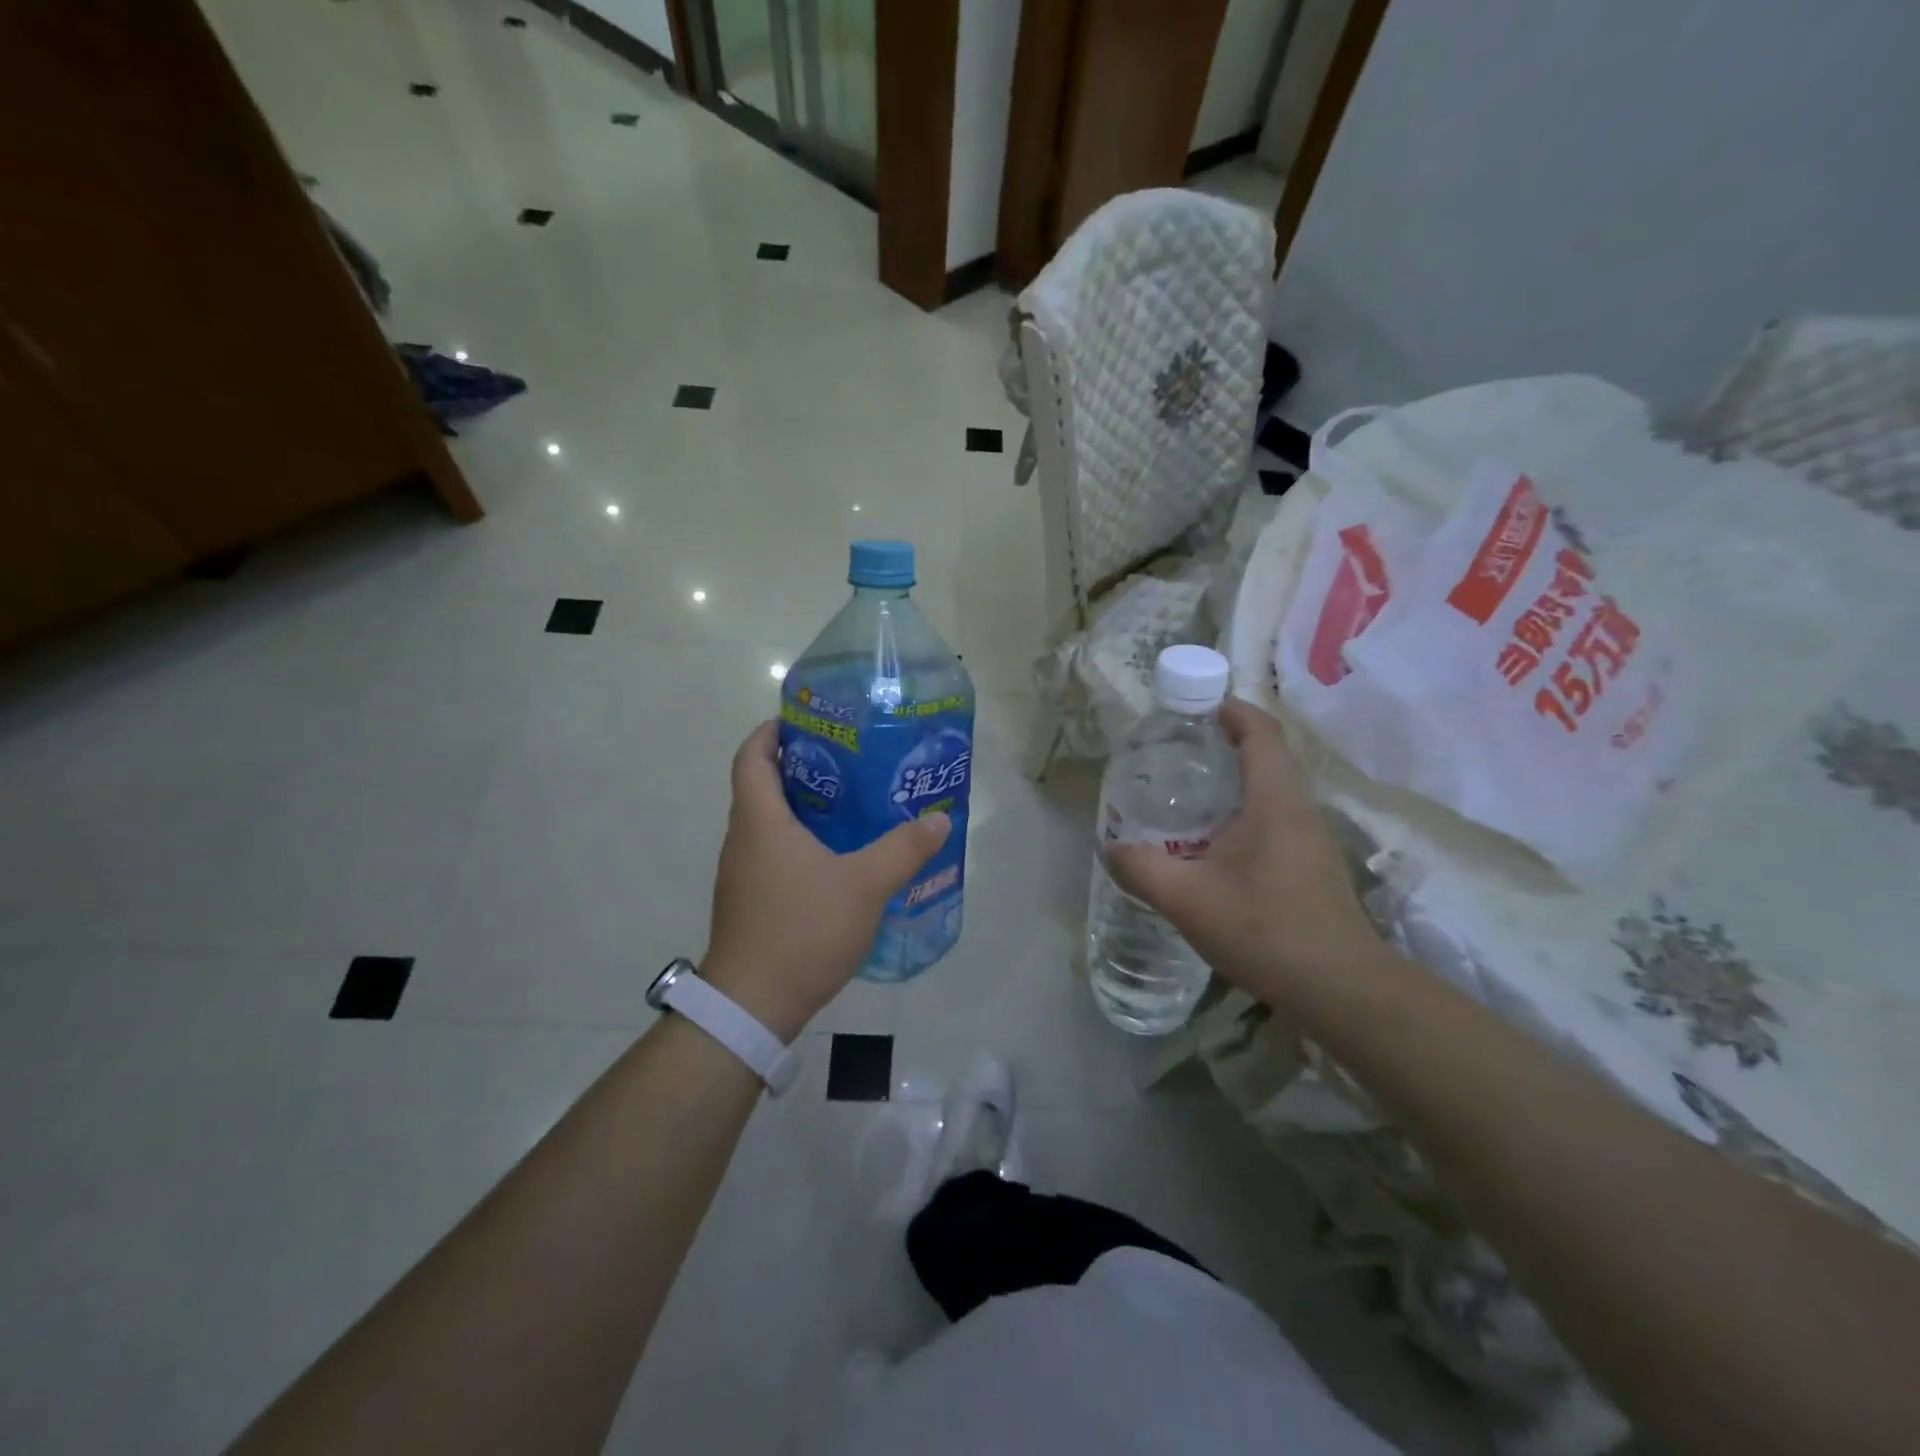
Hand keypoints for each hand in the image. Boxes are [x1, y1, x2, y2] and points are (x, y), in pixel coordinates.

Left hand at [703, 721, 950, 1038]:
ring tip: (851, 804)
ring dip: (802, 807)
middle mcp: (743, 839)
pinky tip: (837, 858)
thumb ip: (903, 850)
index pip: (752, 756)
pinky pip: (772, 853)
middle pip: (762, 785)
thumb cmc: (801, 929)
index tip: (806, 722)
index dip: (772, 732)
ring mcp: (742, 873)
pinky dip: (799, 841)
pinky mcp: (749, 901)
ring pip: (768, 822)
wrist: (752, 1004)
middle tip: (849, 761)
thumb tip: (939, 819)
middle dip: (800, 767)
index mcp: (760, 820)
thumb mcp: (864, 886)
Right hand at [1105, 699, 1381, 1006]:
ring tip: (1189, 793)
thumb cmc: (1265, 930)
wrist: (1342, 989)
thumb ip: (1140, 868)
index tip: (1197, 707)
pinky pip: (1278, 817)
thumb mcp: (1186, 899)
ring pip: (1273, 789)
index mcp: (1274, 801)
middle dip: (1226, 742)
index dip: (1232, 710)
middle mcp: (1299, 809)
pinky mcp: (1314, 865)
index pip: (1261, 732)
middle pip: (1268, 755)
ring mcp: (1313, 838)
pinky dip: (1245, 810)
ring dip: (1236, 779)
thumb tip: (1109, 846)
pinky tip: (1215, 843)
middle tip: (1179, 750)